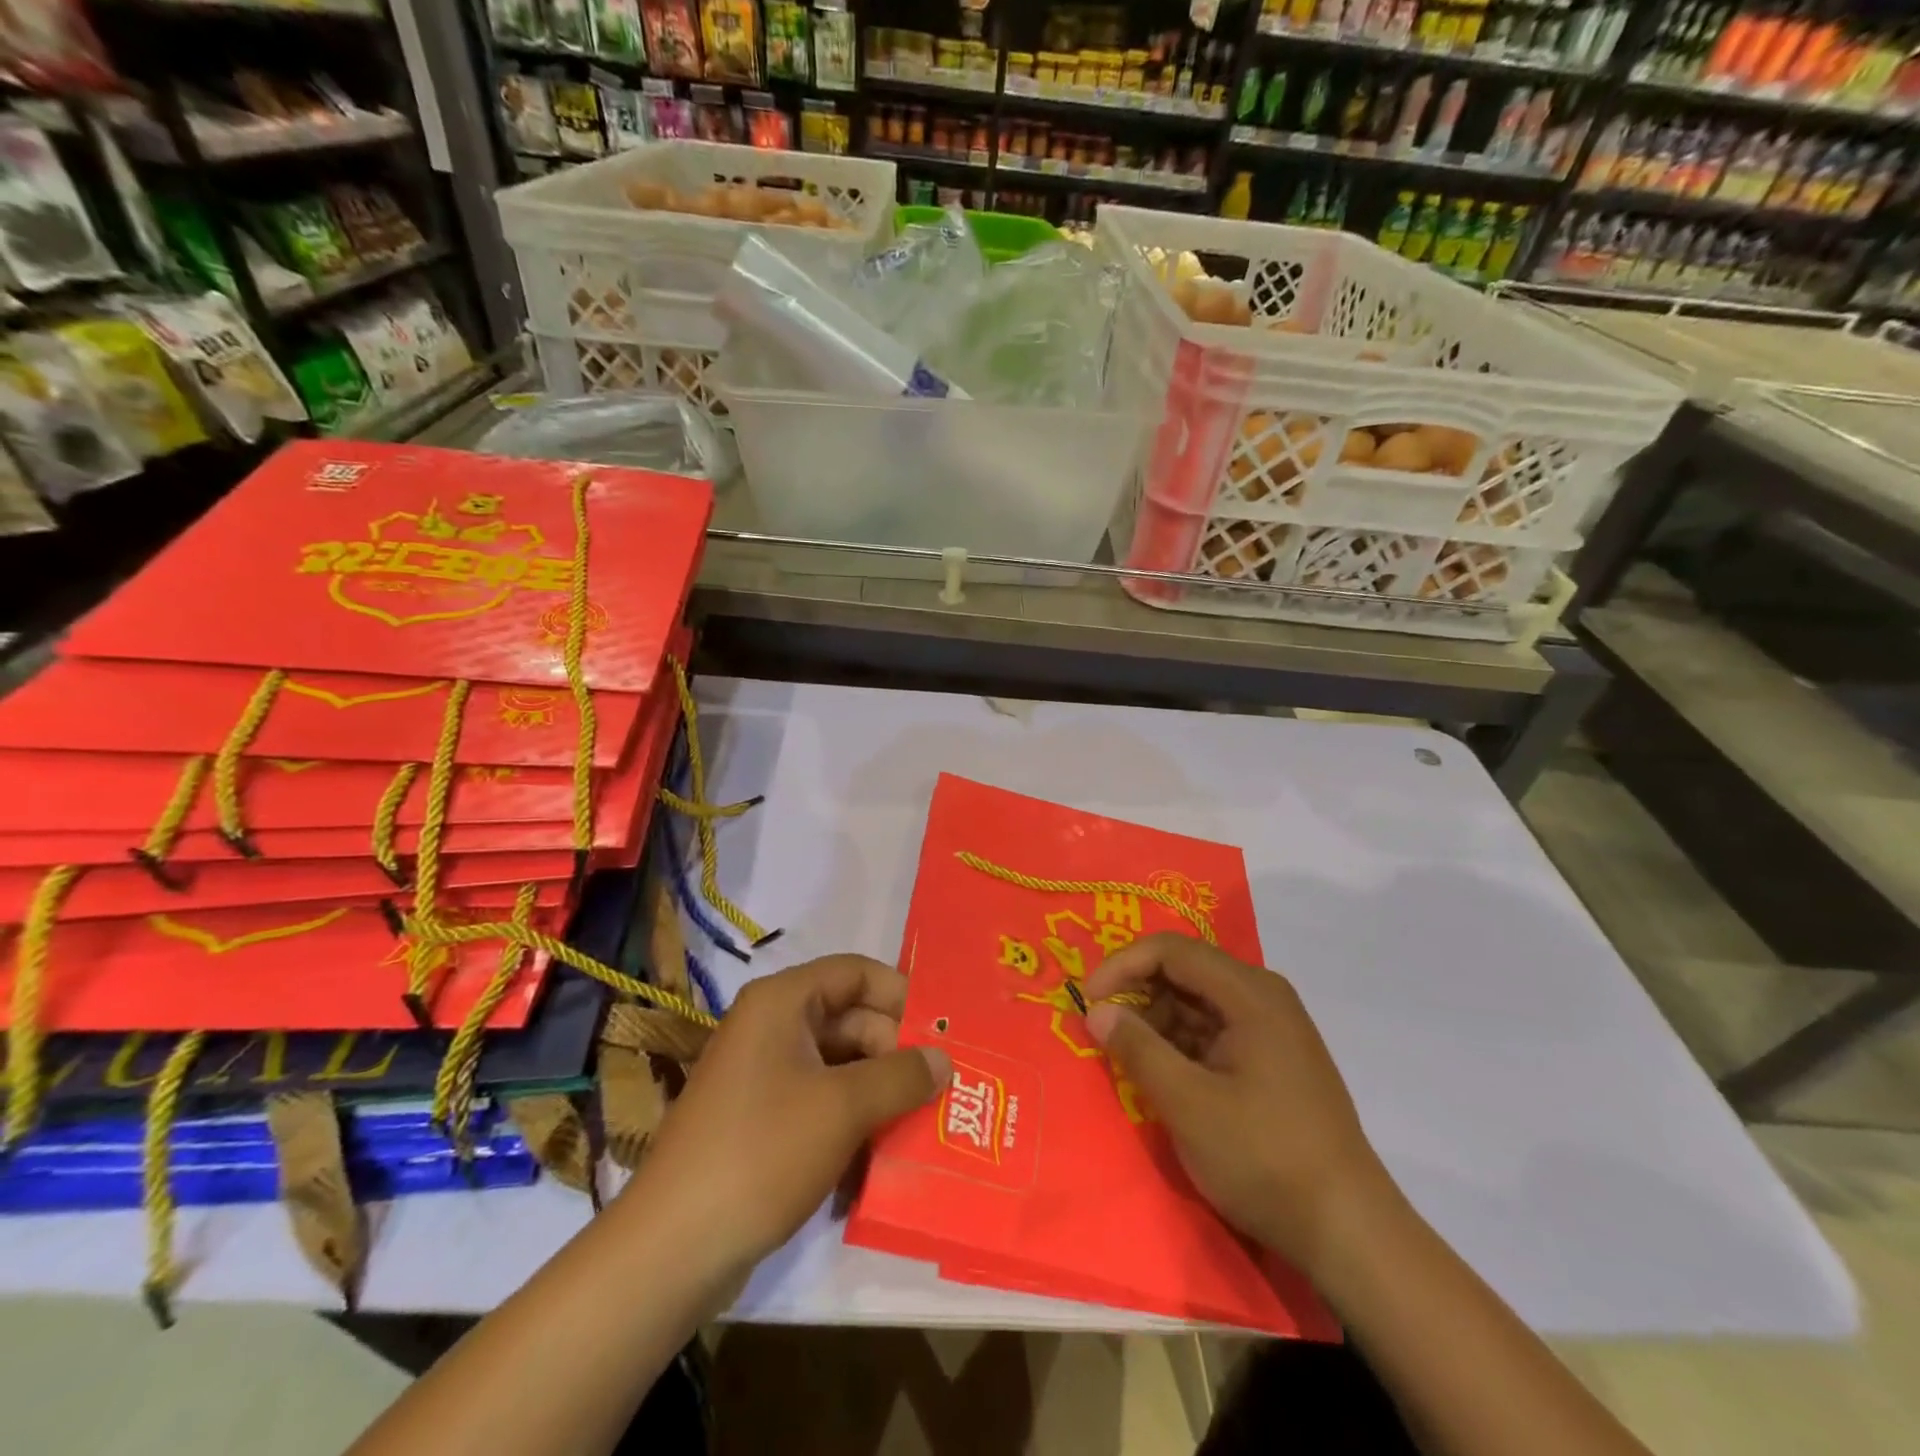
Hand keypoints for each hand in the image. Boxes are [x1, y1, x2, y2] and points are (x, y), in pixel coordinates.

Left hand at [631, 955, 950, 1276]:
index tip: (943, 1030)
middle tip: (944, 1086)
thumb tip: (944, 1059)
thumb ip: (901, 1076)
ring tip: (927, 1120)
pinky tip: (886, 1151)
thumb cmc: (763, 1152)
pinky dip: (854, 1118)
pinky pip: (821, 1102)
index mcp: (782, 1002)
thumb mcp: (843, 1107)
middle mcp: (772, 1027)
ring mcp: (764, 1076)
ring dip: (880, 1090)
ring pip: (840, 1065)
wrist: (673, 1248)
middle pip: (851, 1020)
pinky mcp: (762, 1121)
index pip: (855, 973)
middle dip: (896, 1051)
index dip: (901, 994)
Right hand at [1083, 933, 1389, 1277]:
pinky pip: (1214, 1031)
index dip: (1122, 965)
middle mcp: (1264, 997)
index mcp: (1250, 993)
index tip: (1088, 1000)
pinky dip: (1181, 1045)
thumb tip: (1096, 1010)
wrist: (1349, 1231)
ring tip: (1128, 1060)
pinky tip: (1162, 1077)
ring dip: (1157, 1022)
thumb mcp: (1188, 1103)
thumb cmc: (1264, 1158)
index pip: (1171, 951)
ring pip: (1197, 1003)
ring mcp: (1272, 1029)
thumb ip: (1137, 1048)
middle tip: (1102, 1031)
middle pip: (1185, 971)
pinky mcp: (1273, 1060)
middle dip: (1137, 994)